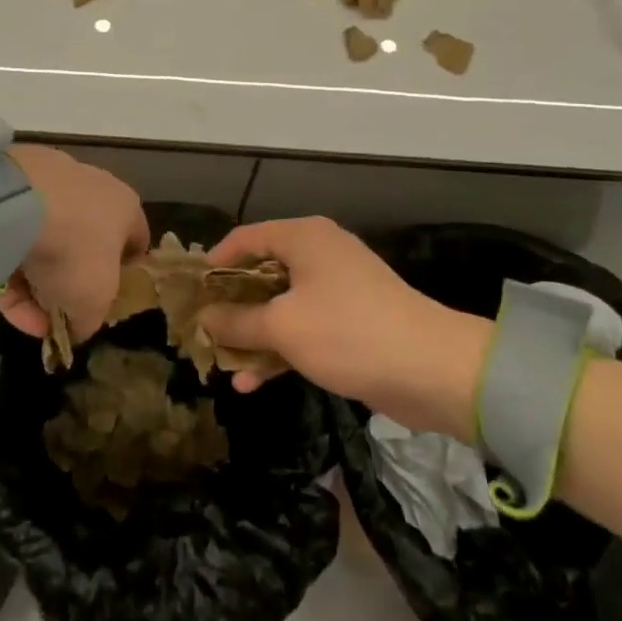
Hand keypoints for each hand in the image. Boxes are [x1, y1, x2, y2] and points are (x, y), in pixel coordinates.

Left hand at [0, 145, 148, 345]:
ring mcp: (48, 188)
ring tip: (30, 318)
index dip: (124, 277)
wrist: (16, 204)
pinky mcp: (9, 193)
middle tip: (60, 313)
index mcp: (125, 207)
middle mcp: (92, 191)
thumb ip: (90, 321)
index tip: (107, 304)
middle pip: (86, 245)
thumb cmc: (76, 250)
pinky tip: (7, 302)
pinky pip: (15, 240)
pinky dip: (13, 272)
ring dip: (38, 284)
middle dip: (72, 283)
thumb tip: (78, 327)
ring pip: (47, 244)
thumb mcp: (95, 302)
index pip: (135, 242)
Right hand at [202, 217, 490, 435]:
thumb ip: (238, 321)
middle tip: (201, 330)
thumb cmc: (348, 332)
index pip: (246, 238)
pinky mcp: (350, 321)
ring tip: (221, 363)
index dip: (215, 263)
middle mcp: (319, 254)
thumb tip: (204, 317)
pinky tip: (252, 382)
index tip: (190, 292)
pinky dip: (279, 349)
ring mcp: (336, 289)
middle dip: (231, 305)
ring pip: (281, 305)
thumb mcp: (283, 327)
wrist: (431, 369)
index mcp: (303, 238)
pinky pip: (303, 327)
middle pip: (262, 273)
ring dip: (253, 334)